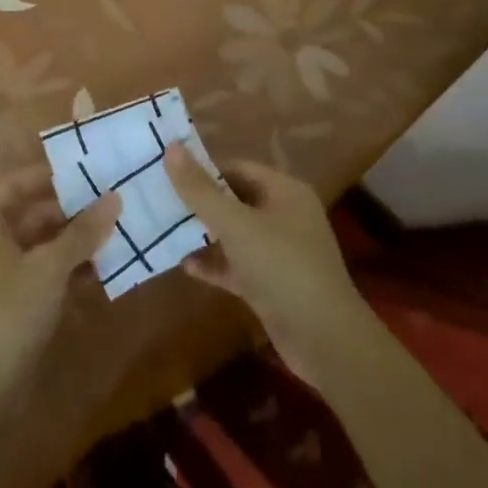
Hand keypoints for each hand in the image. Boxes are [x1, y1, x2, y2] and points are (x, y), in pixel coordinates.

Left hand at [0, 165, 119, 379]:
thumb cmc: (11, 310)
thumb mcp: (50, 266)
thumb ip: (82, 232)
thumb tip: (114, 198)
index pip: (13, 185)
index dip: (45, 176)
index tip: (81, 172)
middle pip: (30, 216)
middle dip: (68, 211)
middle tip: (106, 204)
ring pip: (40, 247)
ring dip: (73, 242)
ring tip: (112, 234)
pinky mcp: (13, 304)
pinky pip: (43, 274)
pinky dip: (68, 270)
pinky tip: (102, 270)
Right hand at [166, 144, 371, 385]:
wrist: (325, 340)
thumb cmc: (282, 268)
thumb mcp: (236, 224)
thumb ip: (200, 189)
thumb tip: (170, 147)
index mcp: (284, 192)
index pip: (237, 168)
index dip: (204, 169)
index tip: (168, 175)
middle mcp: (285, 216)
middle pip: (235, 200)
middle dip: (200, 202)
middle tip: (161, 201)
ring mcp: (280, 253)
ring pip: (235, 234)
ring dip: (204, 234)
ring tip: (166, 230)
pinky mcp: (273, 284)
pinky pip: (238, 266)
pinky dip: (215, 264)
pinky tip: (186, 266)